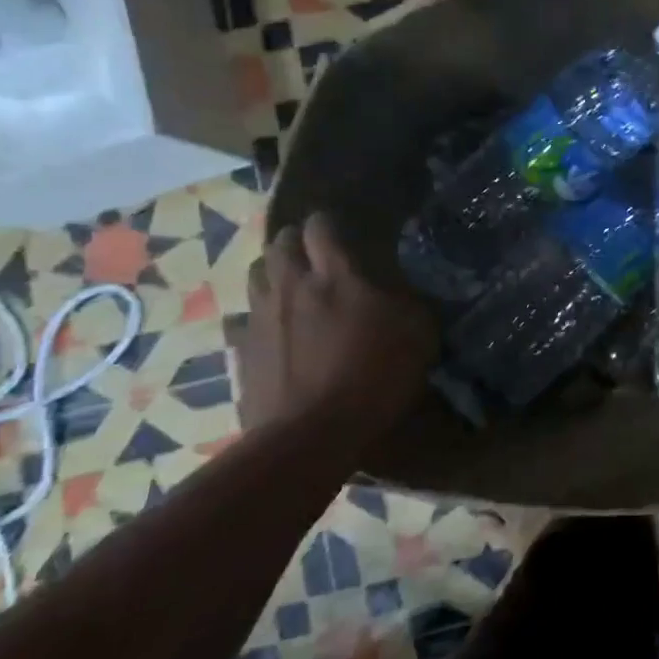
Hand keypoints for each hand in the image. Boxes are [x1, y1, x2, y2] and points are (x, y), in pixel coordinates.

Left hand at [239, 211, 439, 437]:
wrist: (312, 434)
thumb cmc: (374, 377)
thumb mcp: (418, 336)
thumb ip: (408, 303)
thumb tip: (402, 290)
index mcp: (336, 277)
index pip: (321, 228)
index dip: (328, 223)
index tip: (340, 228)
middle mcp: (292, 287)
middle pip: (279, 244)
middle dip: (294, 241)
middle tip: (312, 251)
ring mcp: (260, 318)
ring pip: (255, 275)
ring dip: (272, 272)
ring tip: (290, 284)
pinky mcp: (240, 351)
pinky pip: (242, 320)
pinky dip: (256, 317)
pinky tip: (272, 331)